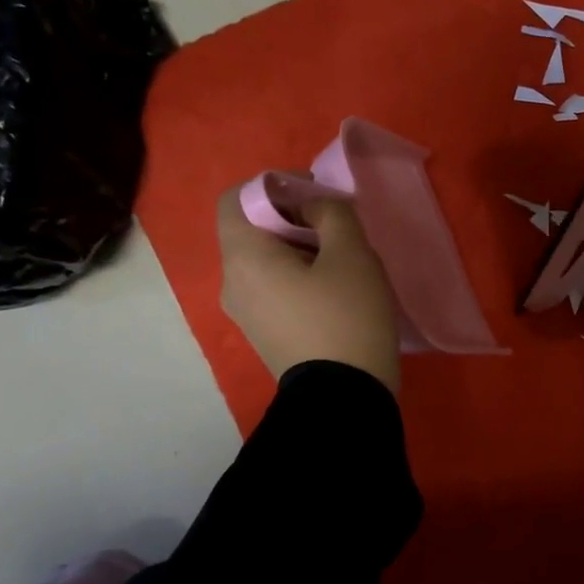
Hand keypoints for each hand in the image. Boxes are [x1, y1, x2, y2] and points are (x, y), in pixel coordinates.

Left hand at [215, 189, 401, 392]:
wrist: (345, 399)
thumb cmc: (347, 318)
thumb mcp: (352, 253)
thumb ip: (331, 212)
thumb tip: (313, 206)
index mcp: (243, 257)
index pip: (235, 197)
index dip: (273, 185)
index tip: (315, 196)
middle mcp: (231, 283)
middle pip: (251, 231)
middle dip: (293, 219)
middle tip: (338, 230)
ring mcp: (244, 315)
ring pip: (264, 263)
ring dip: (298, 251)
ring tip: (342, 264)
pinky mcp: (264, 336)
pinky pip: (272, 291)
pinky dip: (297, 279)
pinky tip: (334, 294)